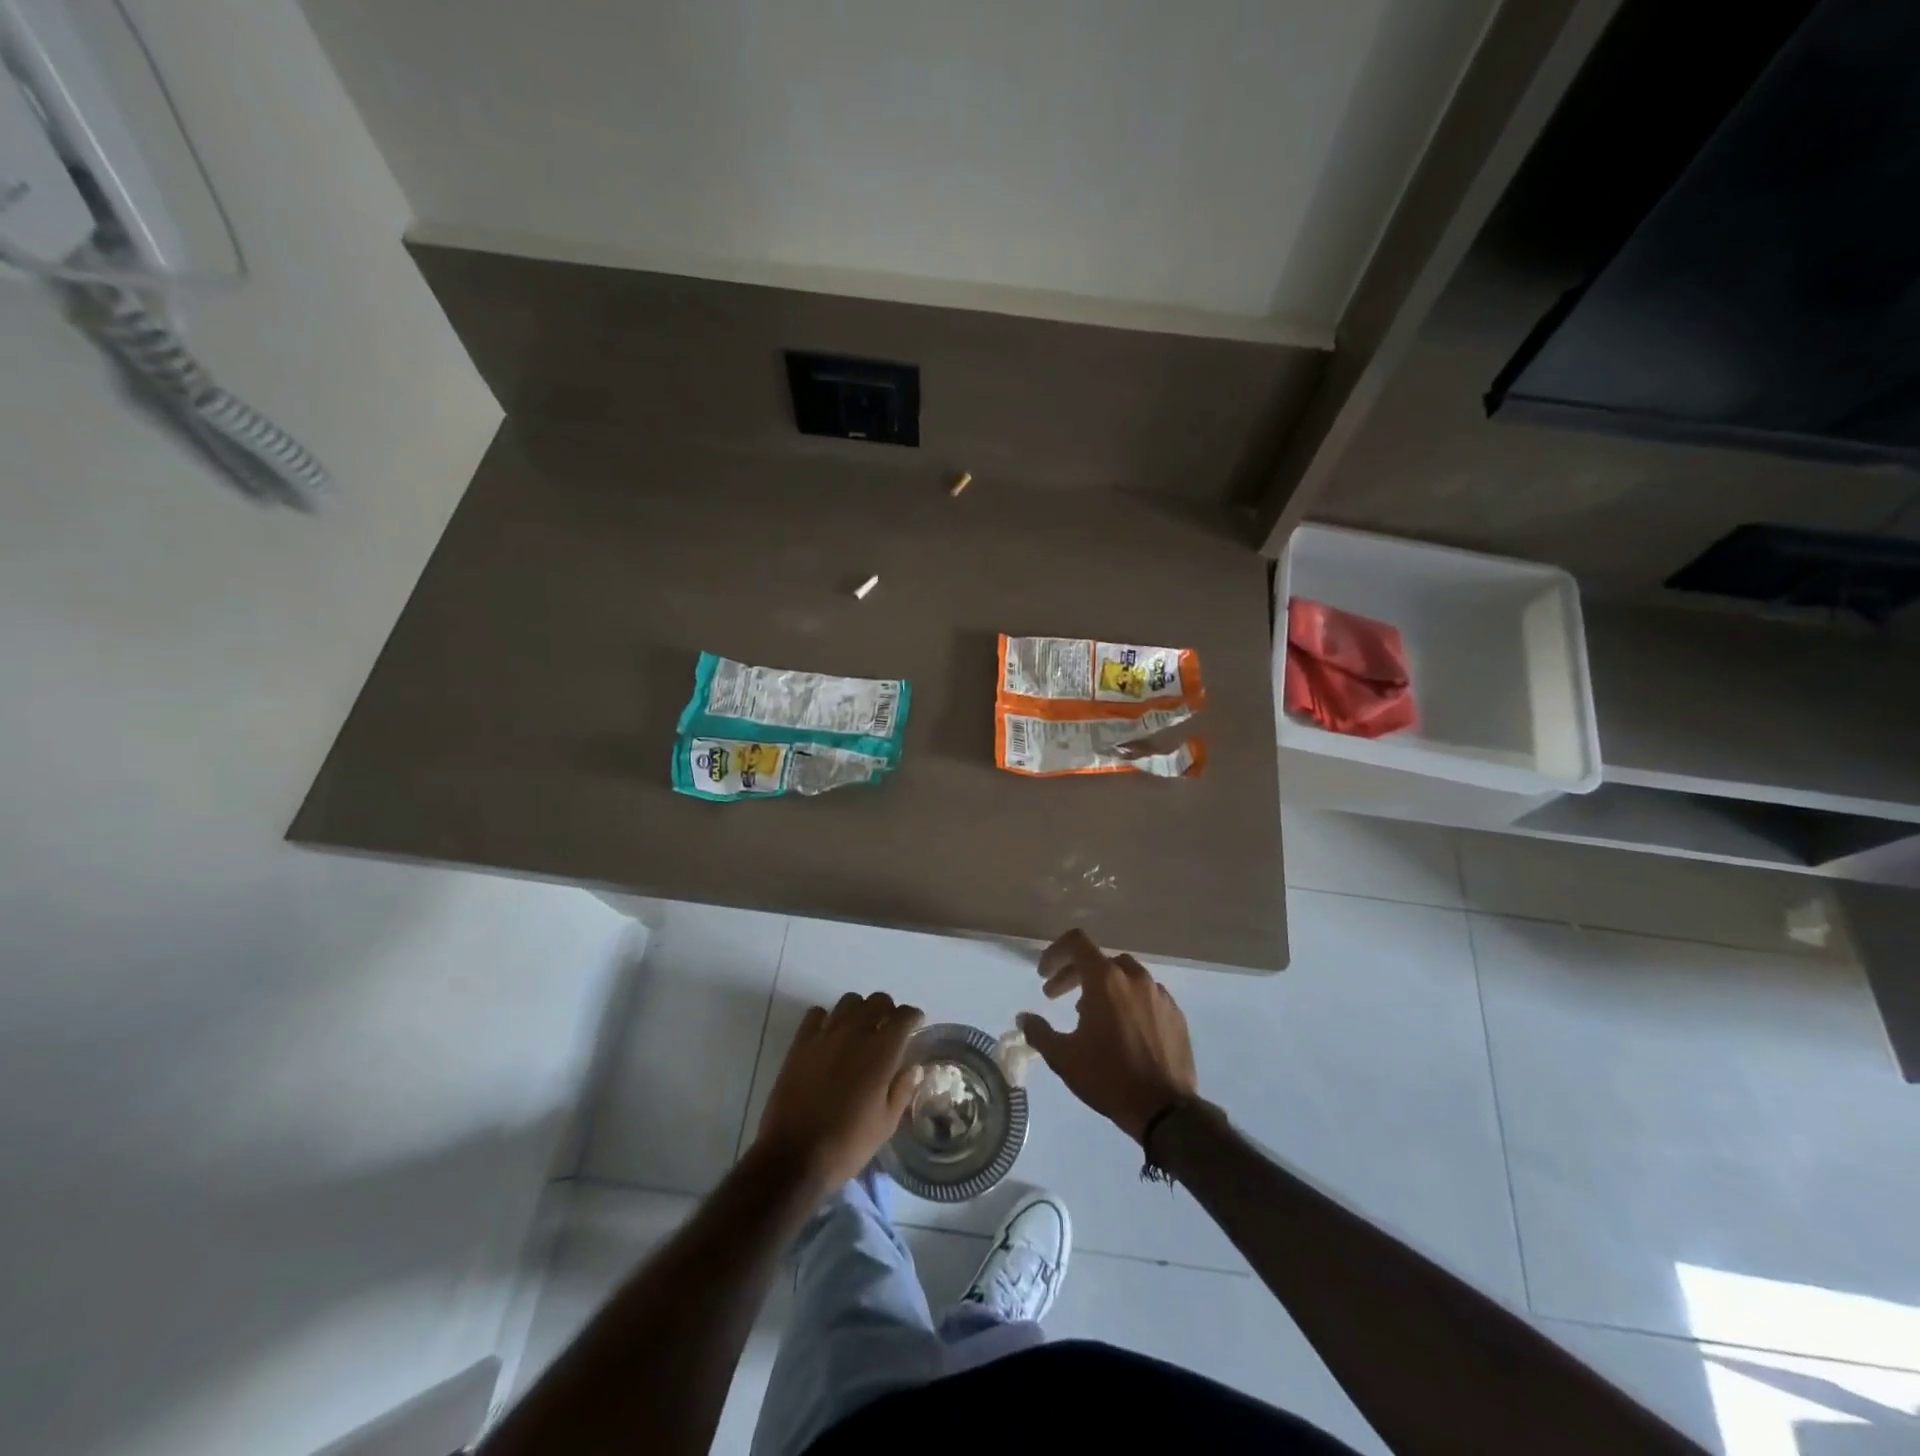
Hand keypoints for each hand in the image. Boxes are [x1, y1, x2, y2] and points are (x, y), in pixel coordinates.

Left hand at [754, 991, 923, 1191]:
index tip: (915, 1026)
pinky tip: (829, 1035)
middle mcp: (855, 1033)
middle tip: (888, 1028)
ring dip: (859, 1010)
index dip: (913, 1017)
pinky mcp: (800, 1043)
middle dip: (888, 1010)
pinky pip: (816, 1013)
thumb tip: (912, 1068)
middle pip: (877, 1001)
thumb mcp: (886, 1124)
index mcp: (882, 1051)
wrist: (794, 1157)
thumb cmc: (848, 1144)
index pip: (904, 1016)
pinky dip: (827, 1018)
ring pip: (849, 1001)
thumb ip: (902, 1089)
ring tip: (860, 1030)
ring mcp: (825, 1035)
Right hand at [1018, 929, 1198, 1143]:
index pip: (1077, 942)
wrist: (1165, 1110)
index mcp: (1106, 980)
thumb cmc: (1108, 1077)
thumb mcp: (1063, 1058)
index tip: (1044, 975)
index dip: (1055, 952)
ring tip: (1089, 1013)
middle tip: (1056, 996)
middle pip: (1098, 959)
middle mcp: (1134, 977)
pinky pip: (1146, 995)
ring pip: (1124, 975)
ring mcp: (1159, 994)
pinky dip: (1127, 1000)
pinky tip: (1122, 1028)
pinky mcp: (1175, 1013)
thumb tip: (1024, 1018)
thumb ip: (1039, 1032)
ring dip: (1102, 986)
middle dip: (1073, 973)